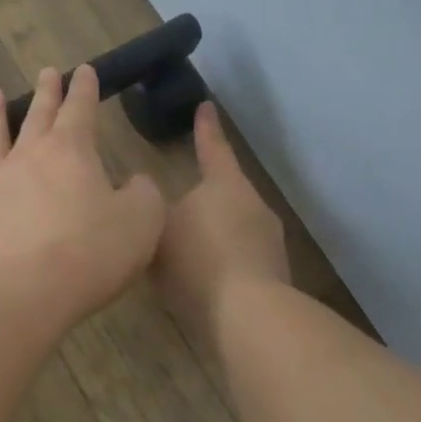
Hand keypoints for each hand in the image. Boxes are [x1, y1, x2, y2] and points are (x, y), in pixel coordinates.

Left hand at [0, 65, 165, 340]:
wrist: (20, 295)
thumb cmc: (89, 255)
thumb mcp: (141, 222)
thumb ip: (143, 194)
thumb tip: (135, 181)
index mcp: (70, 152)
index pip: (80, 110)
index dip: (84, 88)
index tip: (83, 70)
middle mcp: (25, 158)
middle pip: (37, 117)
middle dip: (45, 93)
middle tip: (46, 72)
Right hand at [154, 102, 289, 340]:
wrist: (248, 315)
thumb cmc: (199, 259)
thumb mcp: (158, 230)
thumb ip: (151, 213)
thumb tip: (147, 203)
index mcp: (226, 184)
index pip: (213, 147)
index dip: (206, 128)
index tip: (206, 106)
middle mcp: (253, 205)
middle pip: (226, 189)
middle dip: (206, 191)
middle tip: (181, 196)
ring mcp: (268, 240)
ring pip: (235, 224)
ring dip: (213, 229)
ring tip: (187, 244)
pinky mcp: (273, 273)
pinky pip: (240, 254)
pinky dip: (221, 258)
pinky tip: (202, 276)